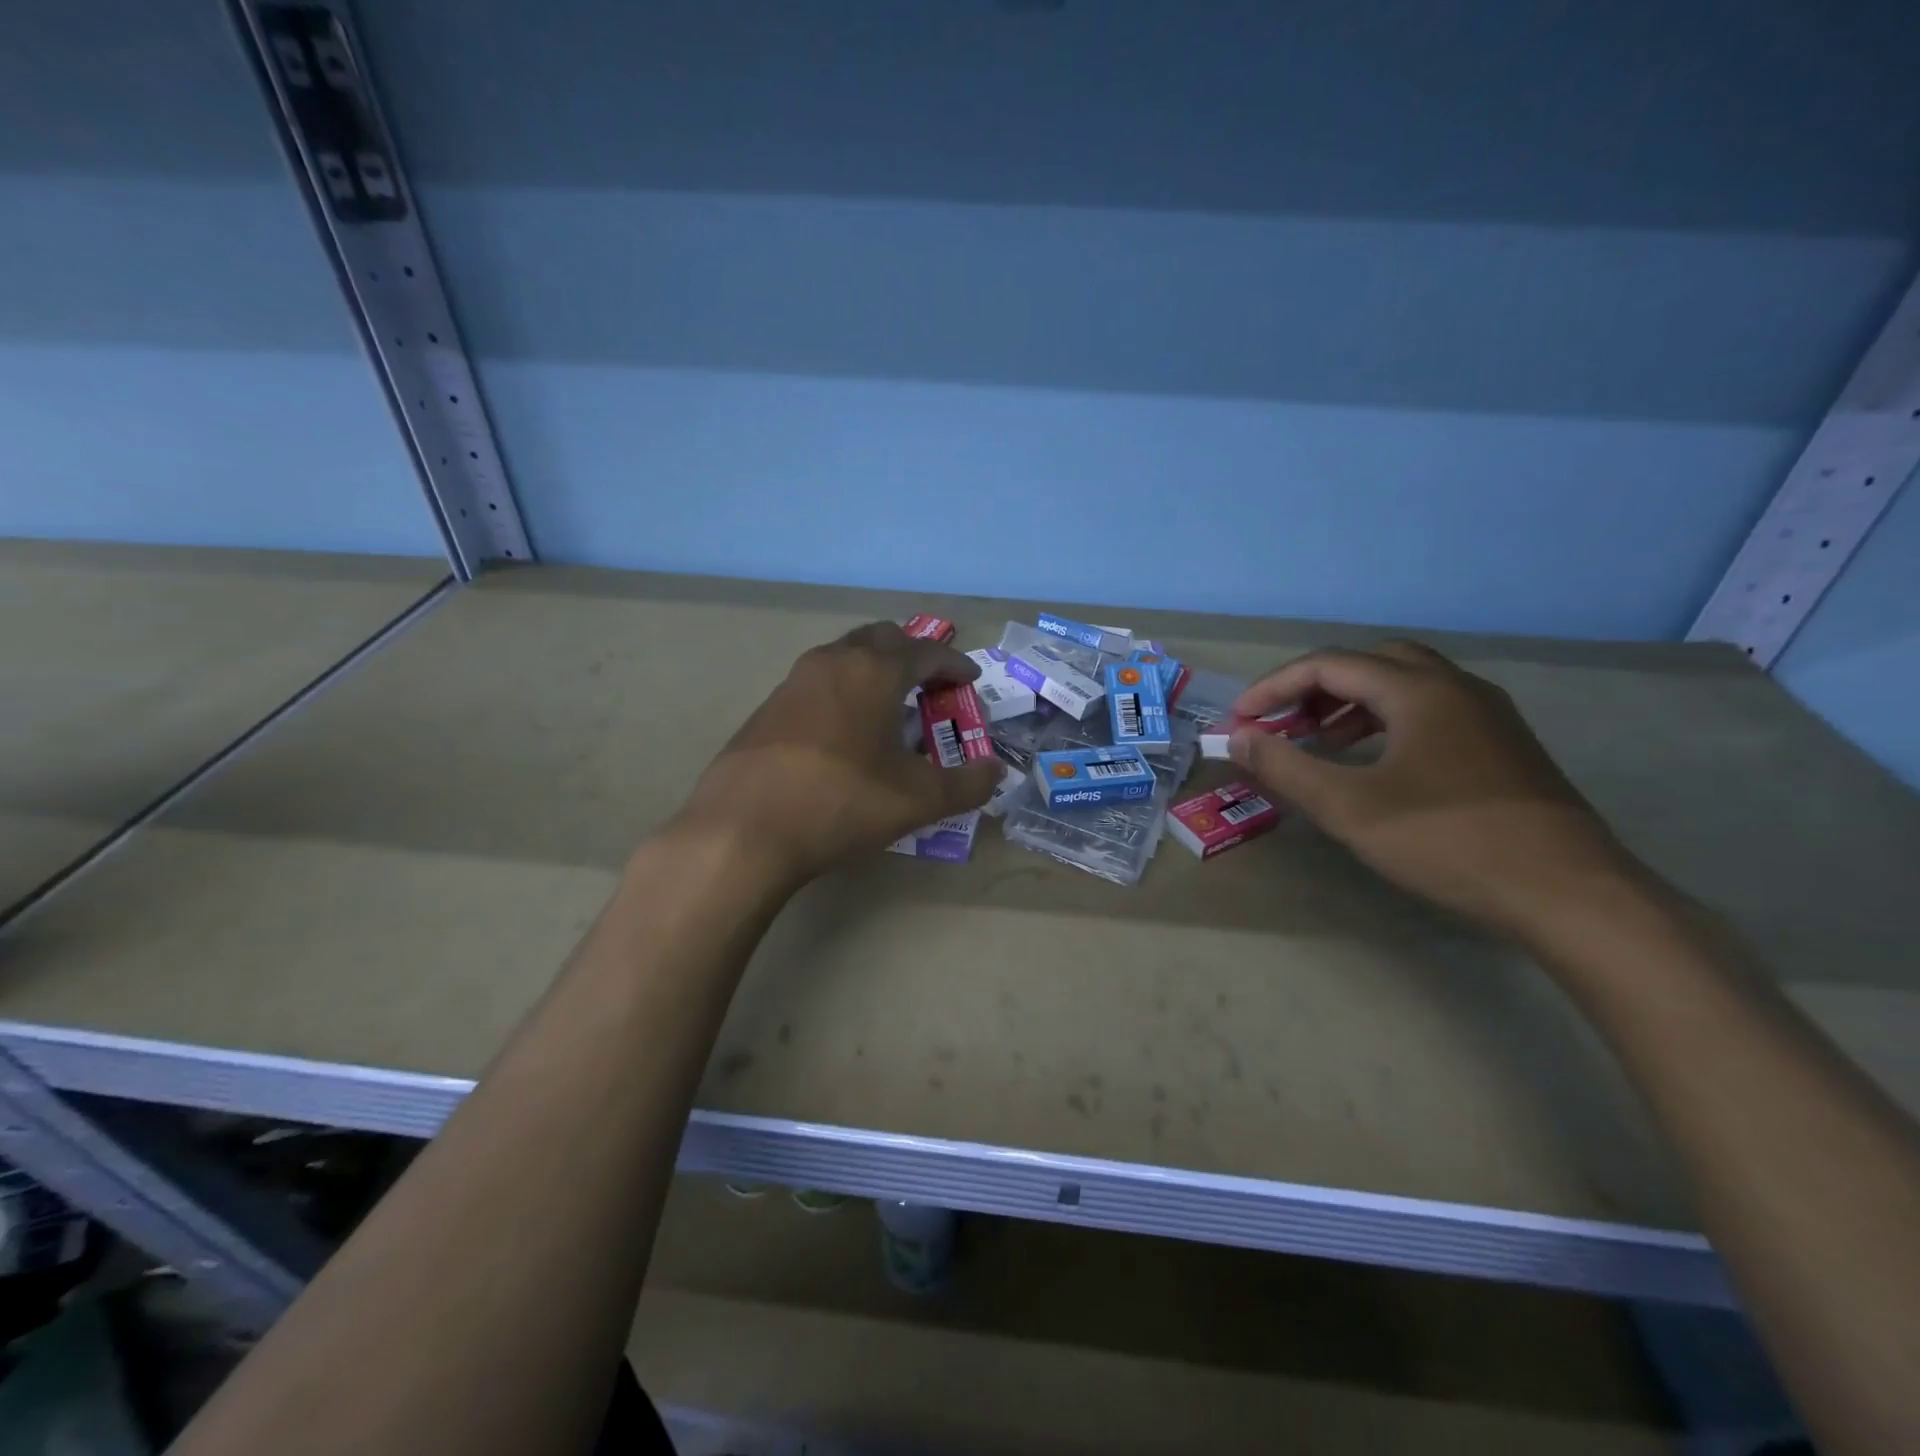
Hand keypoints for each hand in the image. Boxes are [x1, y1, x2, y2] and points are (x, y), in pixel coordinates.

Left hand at [674, 622, 1001, 890]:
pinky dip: (843, 692)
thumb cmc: (843, 802)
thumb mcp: (918, 799)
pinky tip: (844, 732)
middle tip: (931, 686)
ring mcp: (793, 682)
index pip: (926, 651)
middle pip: (881, 639)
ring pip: (844, 657)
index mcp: (874, 671)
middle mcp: (833, 661)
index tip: (970, 680)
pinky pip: (818, 684)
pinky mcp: (767, 708)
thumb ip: (967, 784)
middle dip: (912, 656)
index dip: (955, 664)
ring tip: (890, 707)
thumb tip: (996, 772)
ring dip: (873, 671)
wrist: (744, 829)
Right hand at [1229, 641, 1640, 937]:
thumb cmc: (1448, 841)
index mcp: (1419, 690)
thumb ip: (1286, 768)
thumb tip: (1238, 738)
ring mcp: (1487, 714)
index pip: (1329, 665)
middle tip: (1285, 722)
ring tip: (1321, 742)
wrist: (1568, 893)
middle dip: (1317, 687)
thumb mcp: (1349, 808)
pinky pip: (1431, 711)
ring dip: (1352, 704)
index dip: (1275, 687)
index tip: (1241, 720)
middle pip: (1371, 662)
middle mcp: (1456, 687)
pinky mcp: (1503, 744)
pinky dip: (1387, 721)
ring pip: (1405, 685)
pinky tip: (1375, 763)